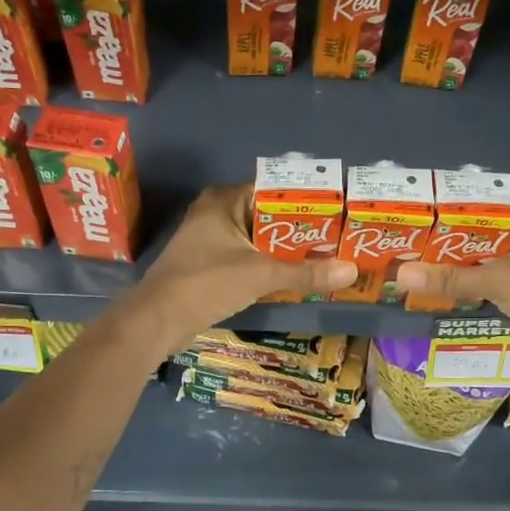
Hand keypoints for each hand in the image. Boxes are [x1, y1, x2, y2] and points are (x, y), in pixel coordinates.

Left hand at [133, 184, 356, 344]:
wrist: (157, 320)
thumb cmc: (206, 283)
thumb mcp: (261, 275)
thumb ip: (305, 272)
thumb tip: (352, 271)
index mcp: (224, 200)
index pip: (274, 190)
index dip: (305, 201)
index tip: (336, 212)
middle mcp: (216, 213)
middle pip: (268, 216)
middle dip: (300, 230)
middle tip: (337, 239)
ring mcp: (210, 240)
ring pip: (258, 240)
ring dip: (285, 251)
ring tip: (324, 257)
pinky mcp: (208, 265)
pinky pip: (247, 258)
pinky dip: (268, 266)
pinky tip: (294, 278)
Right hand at [399, 202, 509, 363]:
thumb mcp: (498, 281)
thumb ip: (450, 278)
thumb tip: (400, 275)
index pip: (481, 204)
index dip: (448, 210)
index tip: (414, 216)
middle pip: (478, 232)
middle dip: (445, 240)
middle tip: (404, 242)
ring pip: (481, 257)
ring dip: (453, 263)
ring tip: (411, 262)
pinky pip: (487, 278)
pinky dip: (466, 283)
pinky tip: (437, 286)